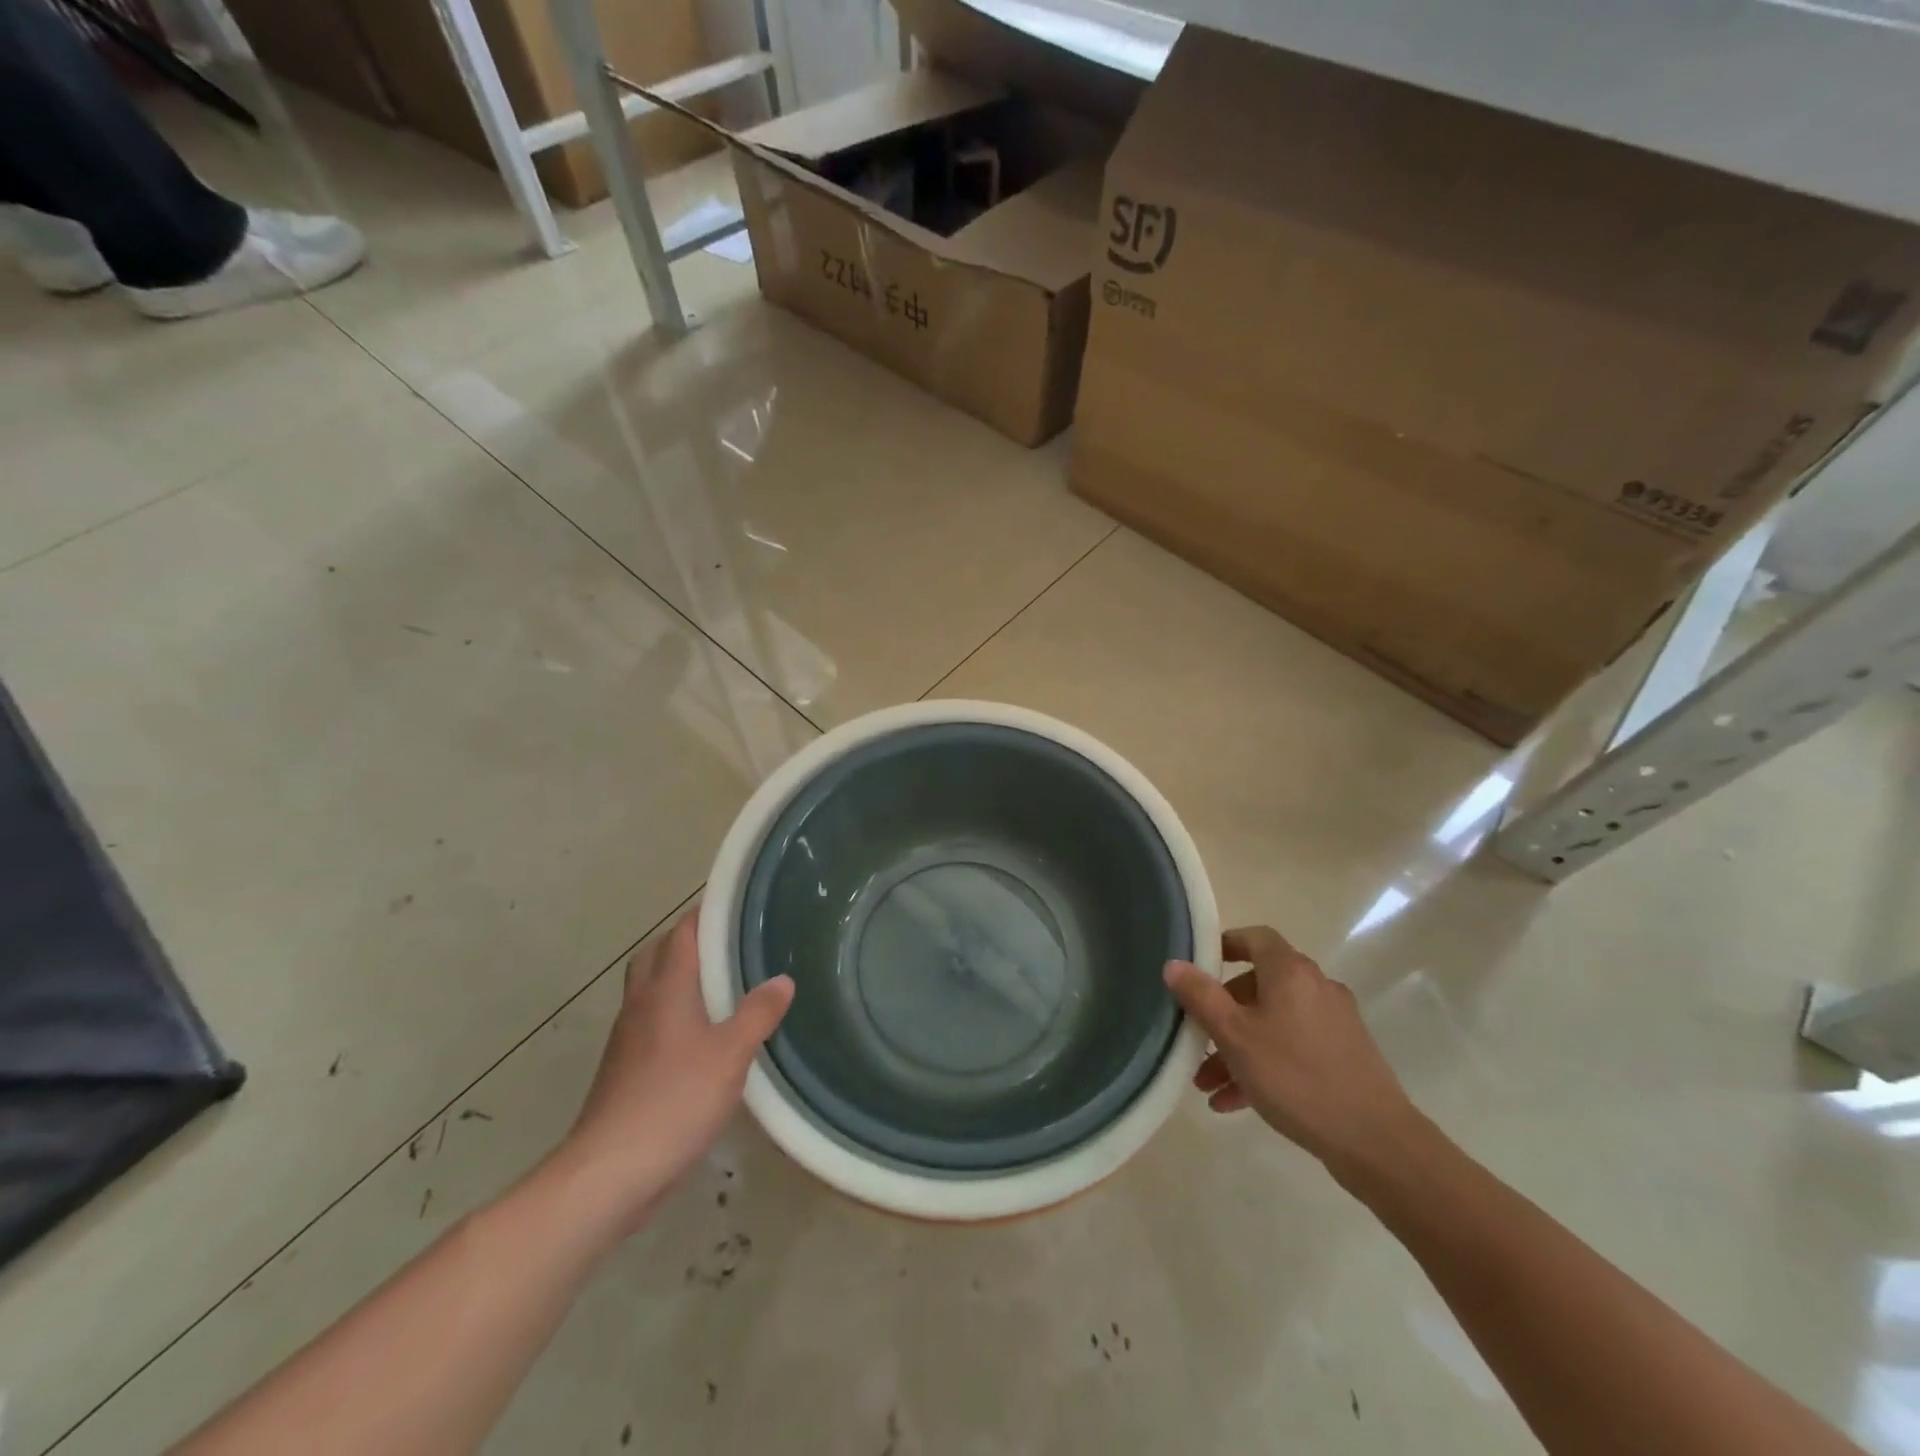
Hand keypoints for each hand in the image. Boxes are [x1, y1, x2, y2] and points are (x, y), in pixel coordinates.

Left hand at [552, 906, 792, 1238]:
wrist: (610, 1171)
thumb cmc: (674, 1099)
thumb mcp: (730, 1054)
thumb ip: (758, 1013)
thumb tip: (782, 980)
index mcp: (665, 988)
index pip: (682, 933)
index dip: (705, 913)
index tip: (736, 905)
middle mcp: (641, 1003)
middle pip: (658, 955)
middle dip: (688, 942)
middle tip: (729, 945)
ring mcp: (628, 1038)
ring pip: (651, 989)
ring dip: (680, 978)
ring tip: (722, 987)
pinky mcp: (624, 1069)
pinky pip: (651, 1022)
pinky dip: (674, 1014)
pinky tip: (702, 1038)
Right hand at [1164, 926, 1417, 1178]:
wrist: (1376, 1141)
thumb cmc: (1296, 1077)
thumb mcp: (1234, 1036)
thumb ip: (1201, 997)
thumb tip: (1174, 964)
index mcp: (1291, 972)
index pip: (1255, 937)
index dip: (1225, 945)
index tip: (1198, 966)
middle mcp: (1316, 987)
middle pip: (1259, 986)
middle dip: (1221, 1014)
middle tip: (1195, 1041)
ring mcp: (1334, 1023)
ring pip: (1272, 1023)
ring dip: (1237, 1048)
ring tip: (1207, 1086)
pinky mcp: (1344, 1056)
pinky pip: (1292, 1048)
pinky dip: (1264, 1064)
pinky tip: (1234, 1103)